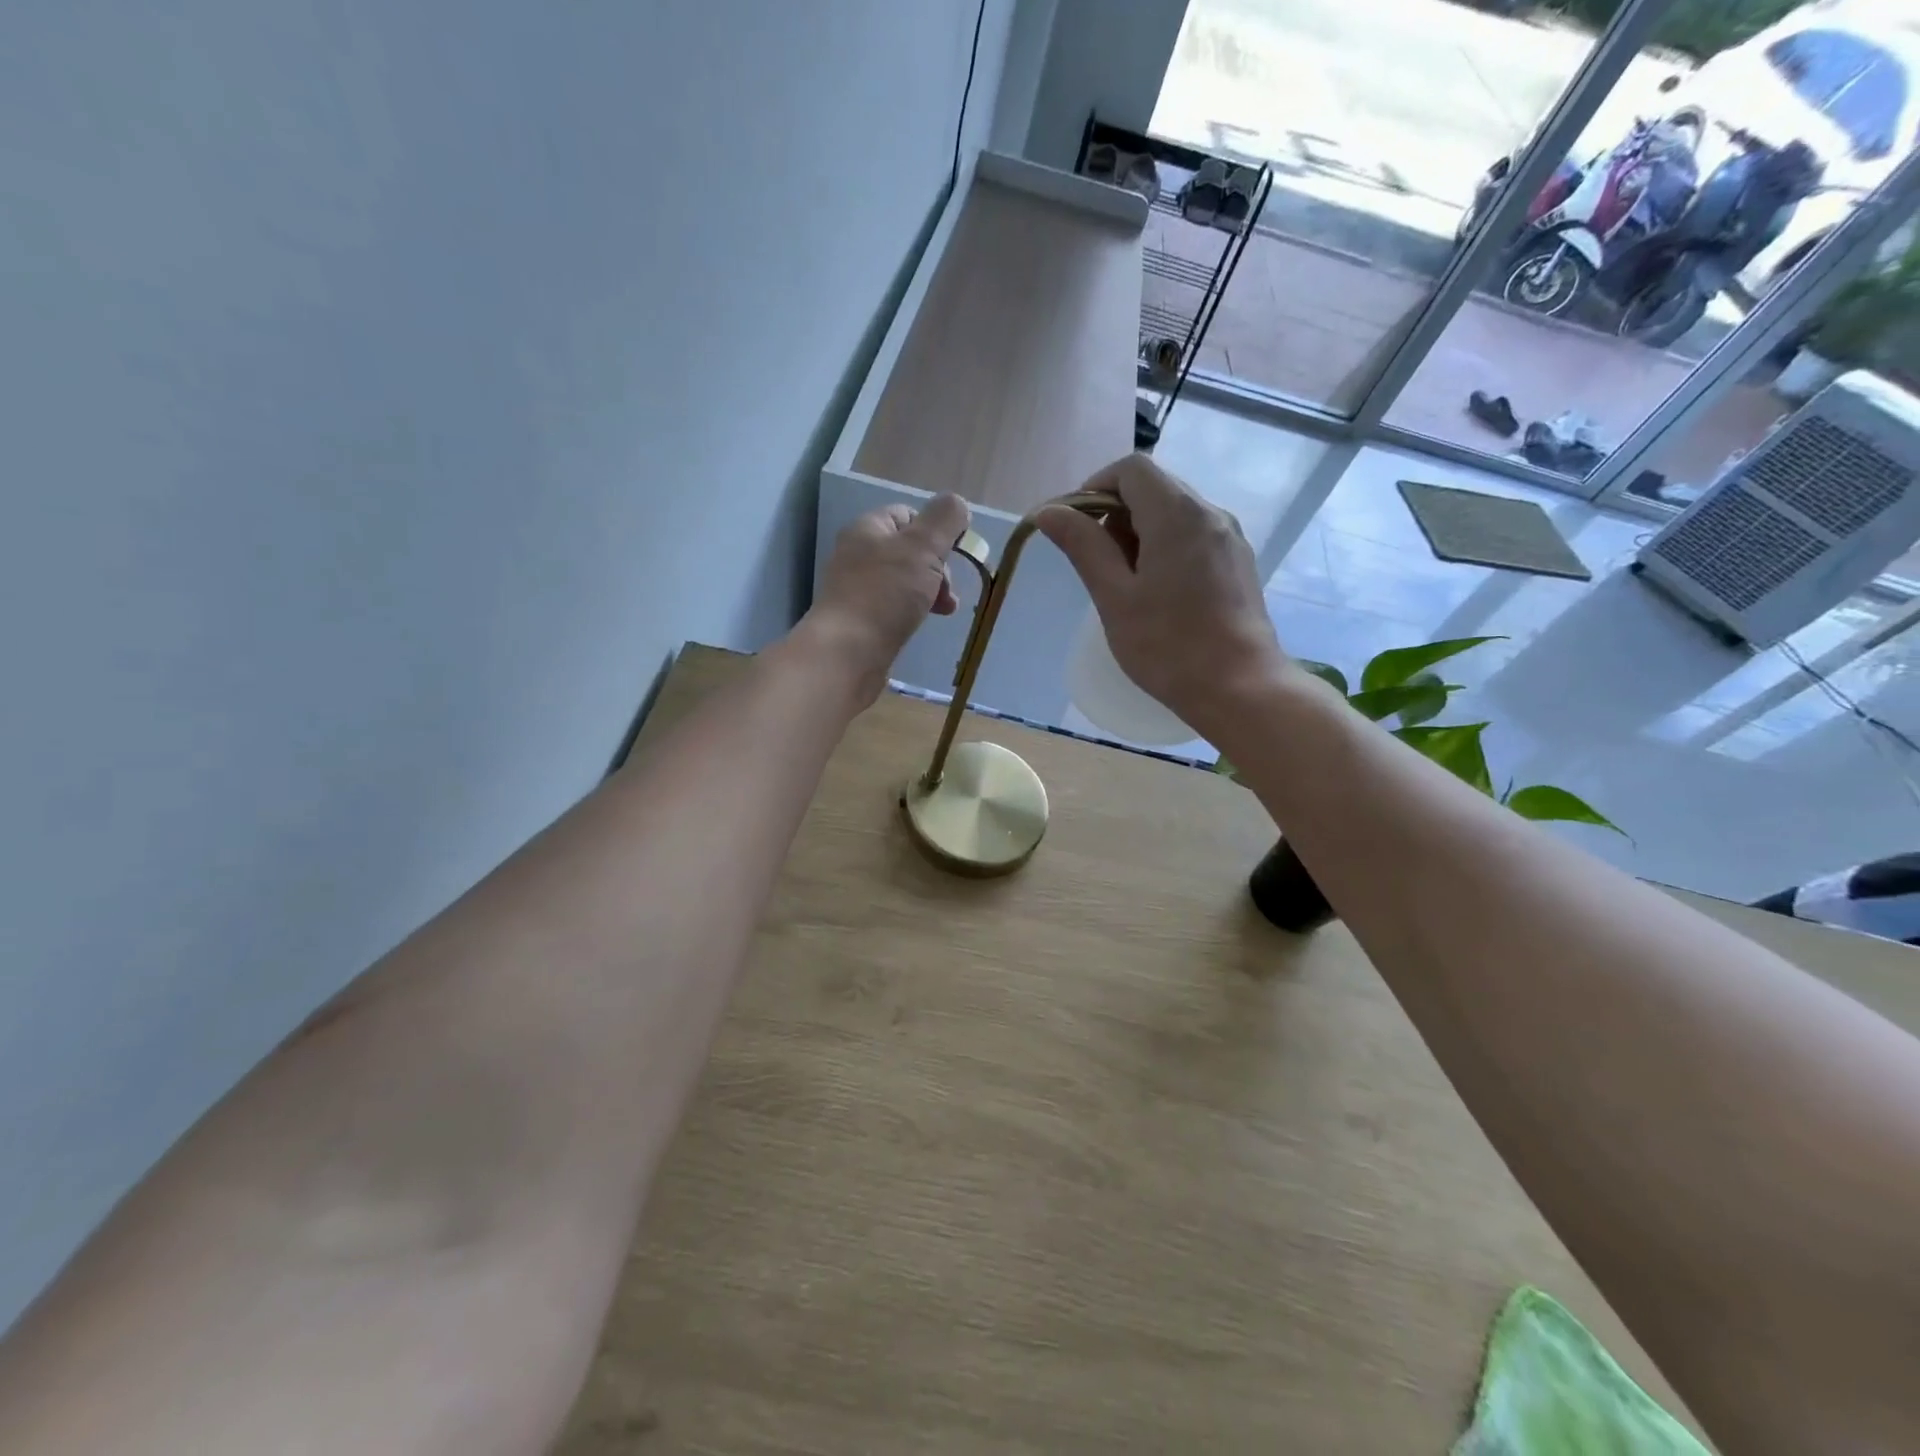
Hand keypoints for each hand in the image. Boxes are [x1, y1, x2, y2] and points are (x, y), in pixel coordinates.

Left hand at [799, 492, 970, 705]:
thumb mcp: (922, 548)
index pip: (907, 515)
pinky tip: (920, 624)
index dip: (935, 530)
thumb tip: (957, 503)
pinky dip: (912, 613)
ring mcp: (857, 590)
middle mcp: (858, 555)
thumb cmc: (885, 594)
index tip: (952, 555)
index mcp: (868, 529)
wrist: (846, 653)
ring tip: (944, 611)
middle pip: (909, 551)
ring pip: (904, 582)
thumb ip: (944, 520)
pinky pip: (894, 608)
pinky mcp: (860, 622)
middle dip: (937, 568)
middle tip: (946, 591)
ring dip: (929, 592)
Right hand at [1038, 455, 1284, 732]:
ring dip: (1139, 533)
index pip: (1132, 469)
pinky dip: (1165, 547)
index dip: (1095, 487)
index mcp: (1177, 514)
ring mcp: (1229, 538)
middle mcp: (1210, 513)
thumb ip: (1082, 546)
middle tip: (1097, 563)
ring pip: (1174, 512)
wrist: (1239, 688)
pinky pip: (1194, 535)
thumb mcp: (1114, 596)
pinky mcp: (1237, 562)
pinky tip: (1157, 593)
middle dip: (1116, 514)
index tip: (1075, 527)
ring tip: (1124, 584)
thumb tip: (1047, 511)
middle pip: (1154, 487)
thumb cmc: (1168, 645)